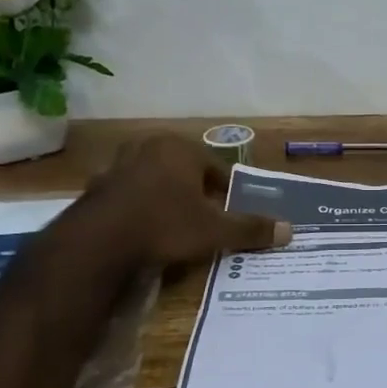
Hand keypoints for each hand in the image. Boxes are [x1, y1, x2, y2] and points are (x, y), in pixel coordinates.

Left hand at [87, 134, 291, 265]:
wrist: (99, 241)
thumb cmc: (165, 224)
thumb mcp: (213, 230)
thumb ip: (249, 228)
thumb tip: (290, 230)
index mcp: (181, 148)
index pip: (214, 166)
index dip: (224, 191)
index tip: (227, 212)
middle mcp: (149, 146)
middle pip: (183, 169)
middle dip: (193, 191)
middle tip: (201, 218)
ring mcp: (118, 164)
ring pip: (153, 179)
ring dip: (164, 196)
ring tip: (171, 224)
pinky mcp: (96, 186)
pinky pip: (127, 194)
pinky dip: (137, 207)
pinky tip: (142, 230)